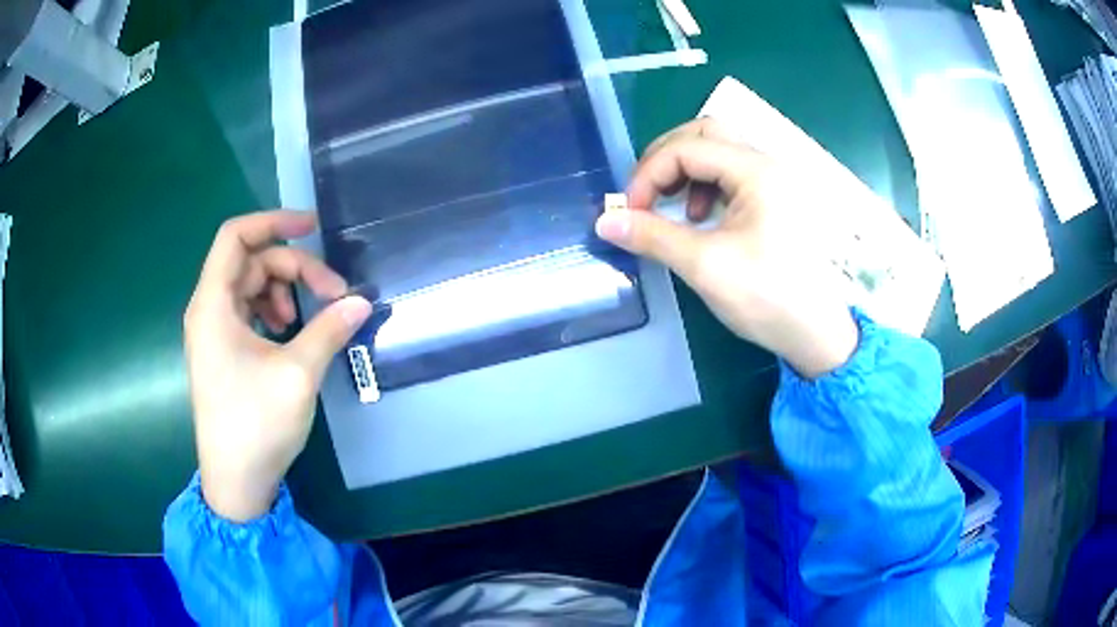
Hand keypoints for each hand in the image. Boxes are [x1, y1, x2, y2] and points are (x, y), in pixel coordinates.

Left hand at [184, 210, 371, 521]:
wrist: (235, 481)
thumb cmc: (256, 425)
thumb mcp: (297, 374)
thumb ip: (329, 330)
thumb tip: (361, 302)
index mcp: (213, 304)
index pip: (236, 236)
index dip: (274, 221)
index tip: (312, 227)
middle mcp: (208, 310)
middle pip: (250, 261)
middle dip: (293, 268)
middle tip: (334, 295)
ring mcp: (213, 332)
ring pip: (250, 285)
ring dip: (284, 290)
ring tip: (307, 319)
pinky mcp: (222, 351)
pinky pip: (247, 311)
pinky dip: (272, 311)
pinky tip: (289, 334)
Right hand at [595, 119, 857, 377]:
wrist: (817, 335)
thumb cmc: (768, 298)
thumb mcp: (706, 266)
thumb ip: (653, 236)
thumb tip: (604, 221)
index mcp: (756, 171)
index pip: (687, 147)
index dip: (649, 173)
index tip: (630, 211)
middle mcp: (767, 165)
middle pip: (706, 133)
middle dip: (667, 159)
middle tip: (647, 194)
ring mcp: (775, 182)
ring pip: (720, 152)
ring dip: (687, 172)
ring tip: (678, 210)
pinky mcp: (776, 200)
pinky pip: (733, 176)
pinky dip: (707, 187)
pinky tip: (703, 219)